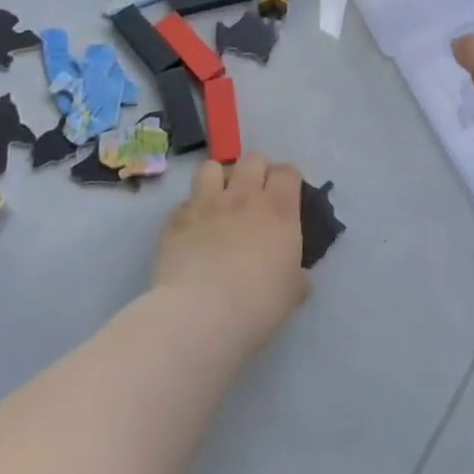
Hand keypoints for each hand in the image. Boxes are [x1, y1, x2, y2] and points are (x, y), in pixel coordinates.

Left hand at [152, 154, 310, 352]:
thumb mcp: (292, 293)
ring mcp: (207, 204)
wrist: (201, 314)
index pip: (287, 171)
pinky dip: (190, 211)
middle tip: (254, 196)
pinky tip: (192, 231)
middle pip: (252, 159)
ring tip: (218, 200)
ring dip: (217, 179)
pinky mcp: (176, 219)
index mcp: (279, 210)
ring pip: (212, 167)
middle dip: (255, 171)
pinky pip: (184, 201)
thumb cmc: (258, 304)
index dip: (287, 179)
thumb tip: (297, 275)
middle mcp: (244, 197)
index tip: (285, 195)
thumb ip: (296, 275)